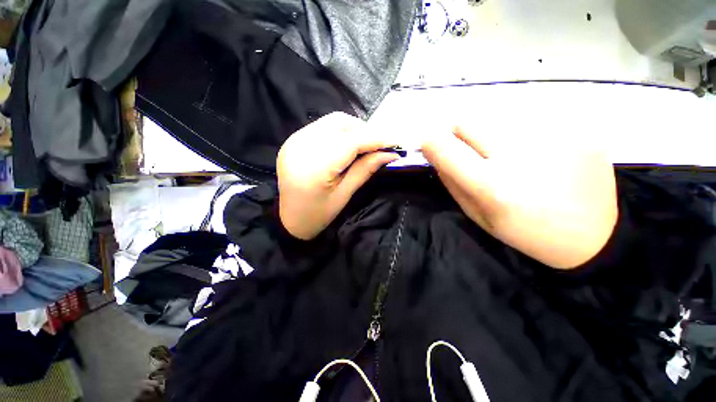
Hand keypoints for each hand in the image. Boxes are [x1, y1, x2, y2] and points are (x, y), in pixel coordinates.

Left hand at [277, 112, 399, 239]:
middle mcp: (301, 146)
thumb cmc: (318, 214)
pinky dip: (339, 132)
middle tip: (380, 145)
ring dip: (353, 129)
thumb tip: (389, 154)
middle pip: (340, 123)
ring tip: (365, 145)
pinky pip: (321, 127)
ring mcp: (294, 140)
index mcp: (315, 166)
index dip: (375, 139)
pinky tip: (346, 145)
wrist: (289, 220)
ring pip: (331, 121)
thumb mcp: (344, 195)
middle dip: (365, 131)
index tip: (395, 141)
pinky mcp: (292, 140)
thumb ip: (365, 169)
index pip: (351, 142)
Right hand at [422, 126, 617, 268]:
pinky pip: (529, 119)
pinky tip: (537, 154)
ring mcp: (553, 137)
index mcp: (493, 186)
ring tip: (508, 155)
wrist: (596, 235)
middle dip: (458, 133)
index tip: (428, 143)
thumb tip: (436, 156)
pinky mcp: (576, 129)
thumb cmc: (526, 232)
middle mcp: (521, 156)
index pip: (447, 150)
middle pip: (469, 121)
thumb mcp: (479, 217)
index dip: (431, 143)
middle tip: (469, 149)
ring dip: (490, 133)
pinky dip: (521, 133)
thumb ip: (453, 184)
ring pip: (497, 117)